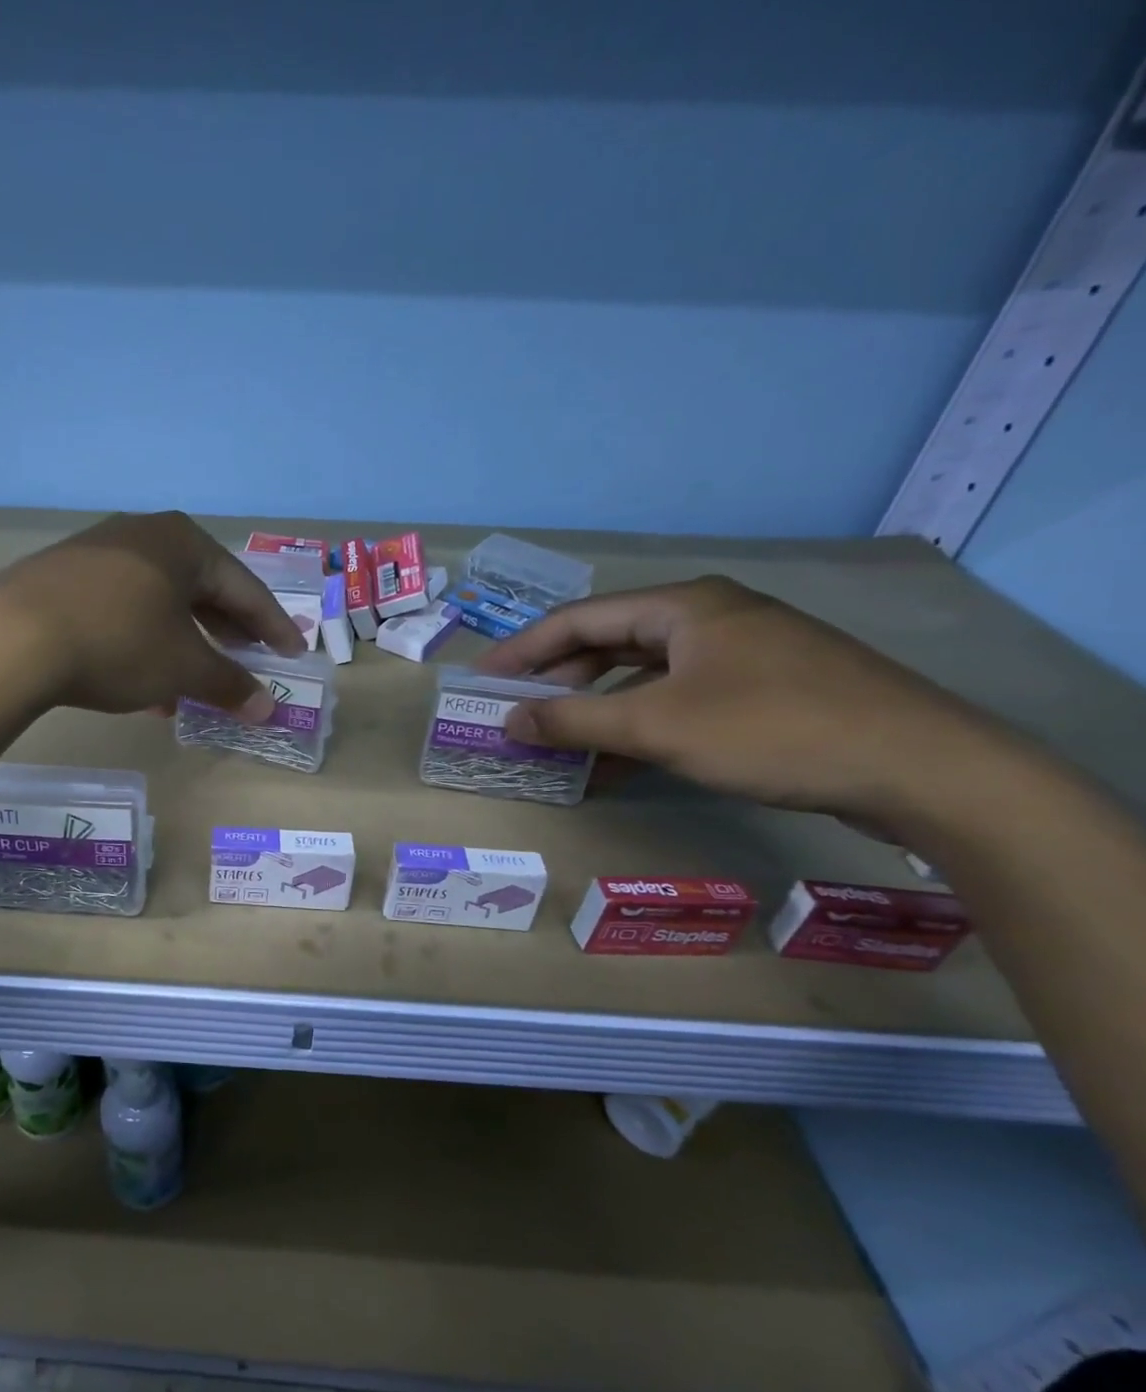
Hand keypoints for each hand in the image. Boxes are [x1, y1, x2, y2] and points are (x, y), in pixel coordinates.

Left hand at [0, 511, 305, 718]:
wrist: (12, 639)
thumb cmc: (119, 643)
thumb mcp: (183, 668)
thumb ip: (229, 684)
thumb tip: (266, 708)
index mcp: (182, 542)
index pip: (243, 587)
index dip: (272, 625)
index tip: (292, 653)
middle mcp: (141, 534)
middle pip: (199, 588)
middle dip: (225, 631)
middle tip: (247, 659)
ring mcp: (95, 552)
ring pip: (157, 602)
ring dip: (181, 643)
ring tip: (193, 683)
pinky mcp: (60, 577)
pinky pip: (119, 609)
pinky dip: (141, 642)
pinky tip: (141, 683)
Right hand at [474, 575, 1015, 825]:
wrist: (924, 768)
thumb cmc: (772, 730)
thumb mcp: (657, 726)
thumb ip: (574, 720)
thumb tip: (509, 720)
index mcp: (684, 606)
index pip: (580, 618)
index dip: (524, 649)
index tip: (484, 679)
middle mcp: (712, 618)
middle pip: (612, 642)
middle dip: (561, 679)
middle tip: (519, 712)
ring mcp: (745, 654)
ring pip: (647, 675)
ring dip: (600, 708)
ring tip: (561, 740)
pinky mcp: (769, 690)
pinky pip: (681, 699)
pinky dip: (643, 725)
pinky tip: (620, 762)